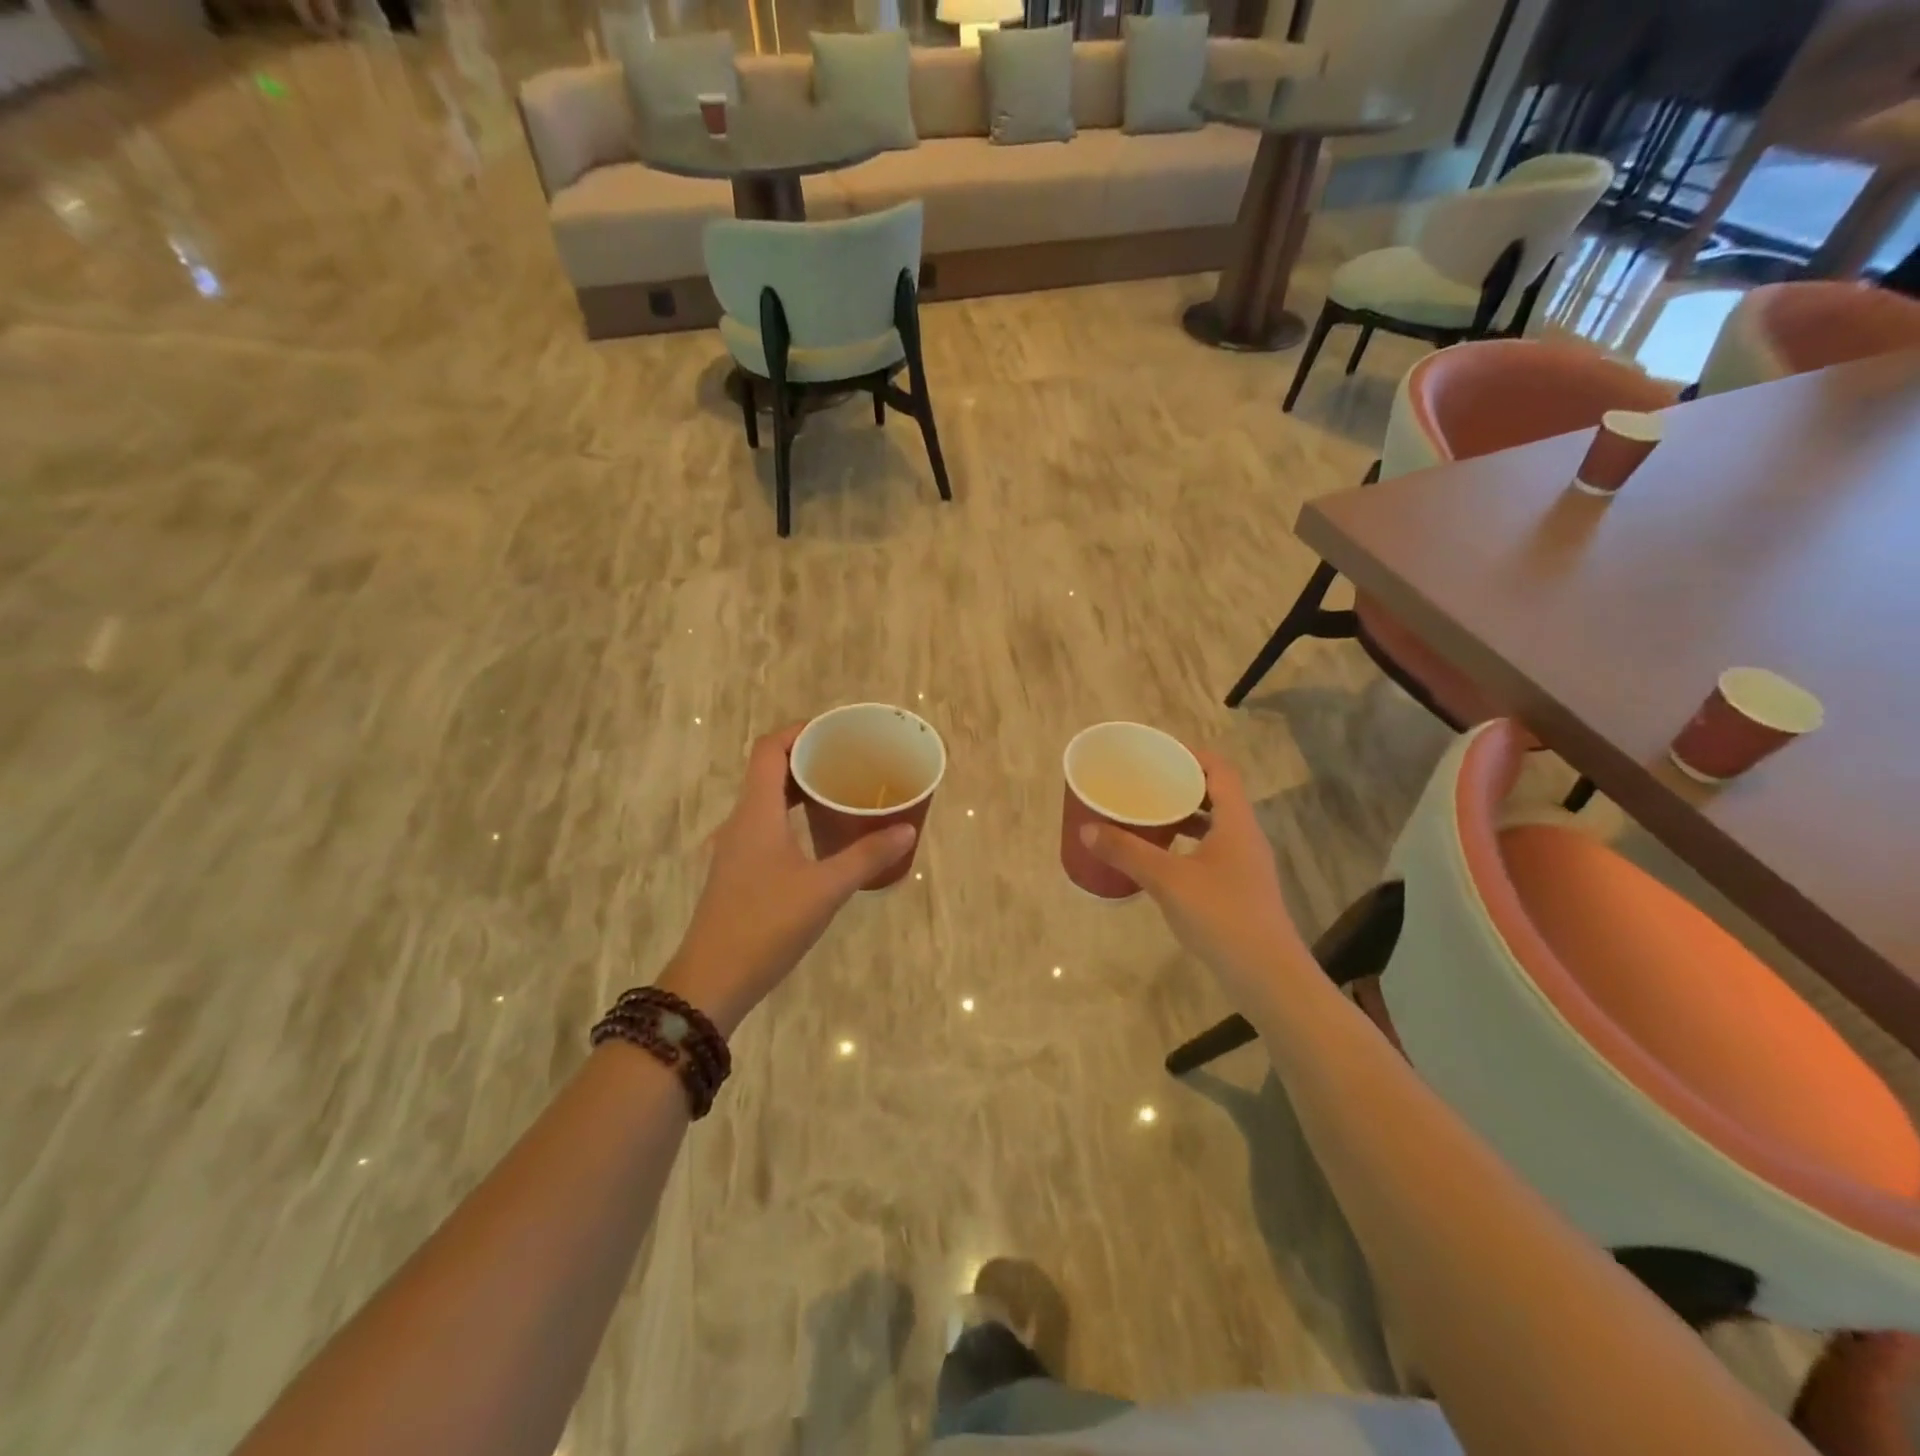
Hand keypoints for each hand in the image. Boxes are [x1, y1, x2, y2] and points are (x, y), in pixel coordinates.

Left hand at [660, 724, 915, 1034]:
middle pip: (769, 771)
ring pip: (767, 800)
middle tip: (850, 761)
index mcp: (755, 813)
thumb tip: (906, 830)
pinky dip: (792, 816)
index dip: (799, 731)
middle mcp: (741, 822)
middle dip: (807, 758)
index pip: (769, 749)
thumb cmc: (766, 925)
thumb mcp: (825, 890)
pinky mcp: (739, 871)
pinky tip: (820, 835)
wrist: (712, 982)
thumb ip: (866, 856)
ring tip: (841, 792)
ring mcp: (736, 848)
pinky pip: (766, 825)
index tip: (836, 731)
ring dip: (800, 789)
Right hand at [1080, 749, 1308, 1008]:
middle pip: (1217, 795)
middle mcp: (1245, 836)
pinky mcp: (1241, 889)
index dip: (1192, 755)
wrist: (1266, 975)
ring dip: (1184, 816)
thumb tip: (1088, 828)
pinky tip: (1162, 859)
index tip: (1159, 753)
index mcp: (1236, 822)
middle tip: (1145, 783)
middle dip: (1182, 785)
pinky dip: (1188, 845)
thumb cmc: (1220, 915)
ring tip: (1148, 815)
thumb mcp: (1167, 880)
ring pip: (1215, 826)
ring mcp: (1246, 865)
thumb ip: (1127, 852)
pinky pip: (1212, 851)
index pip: (1220, 770)